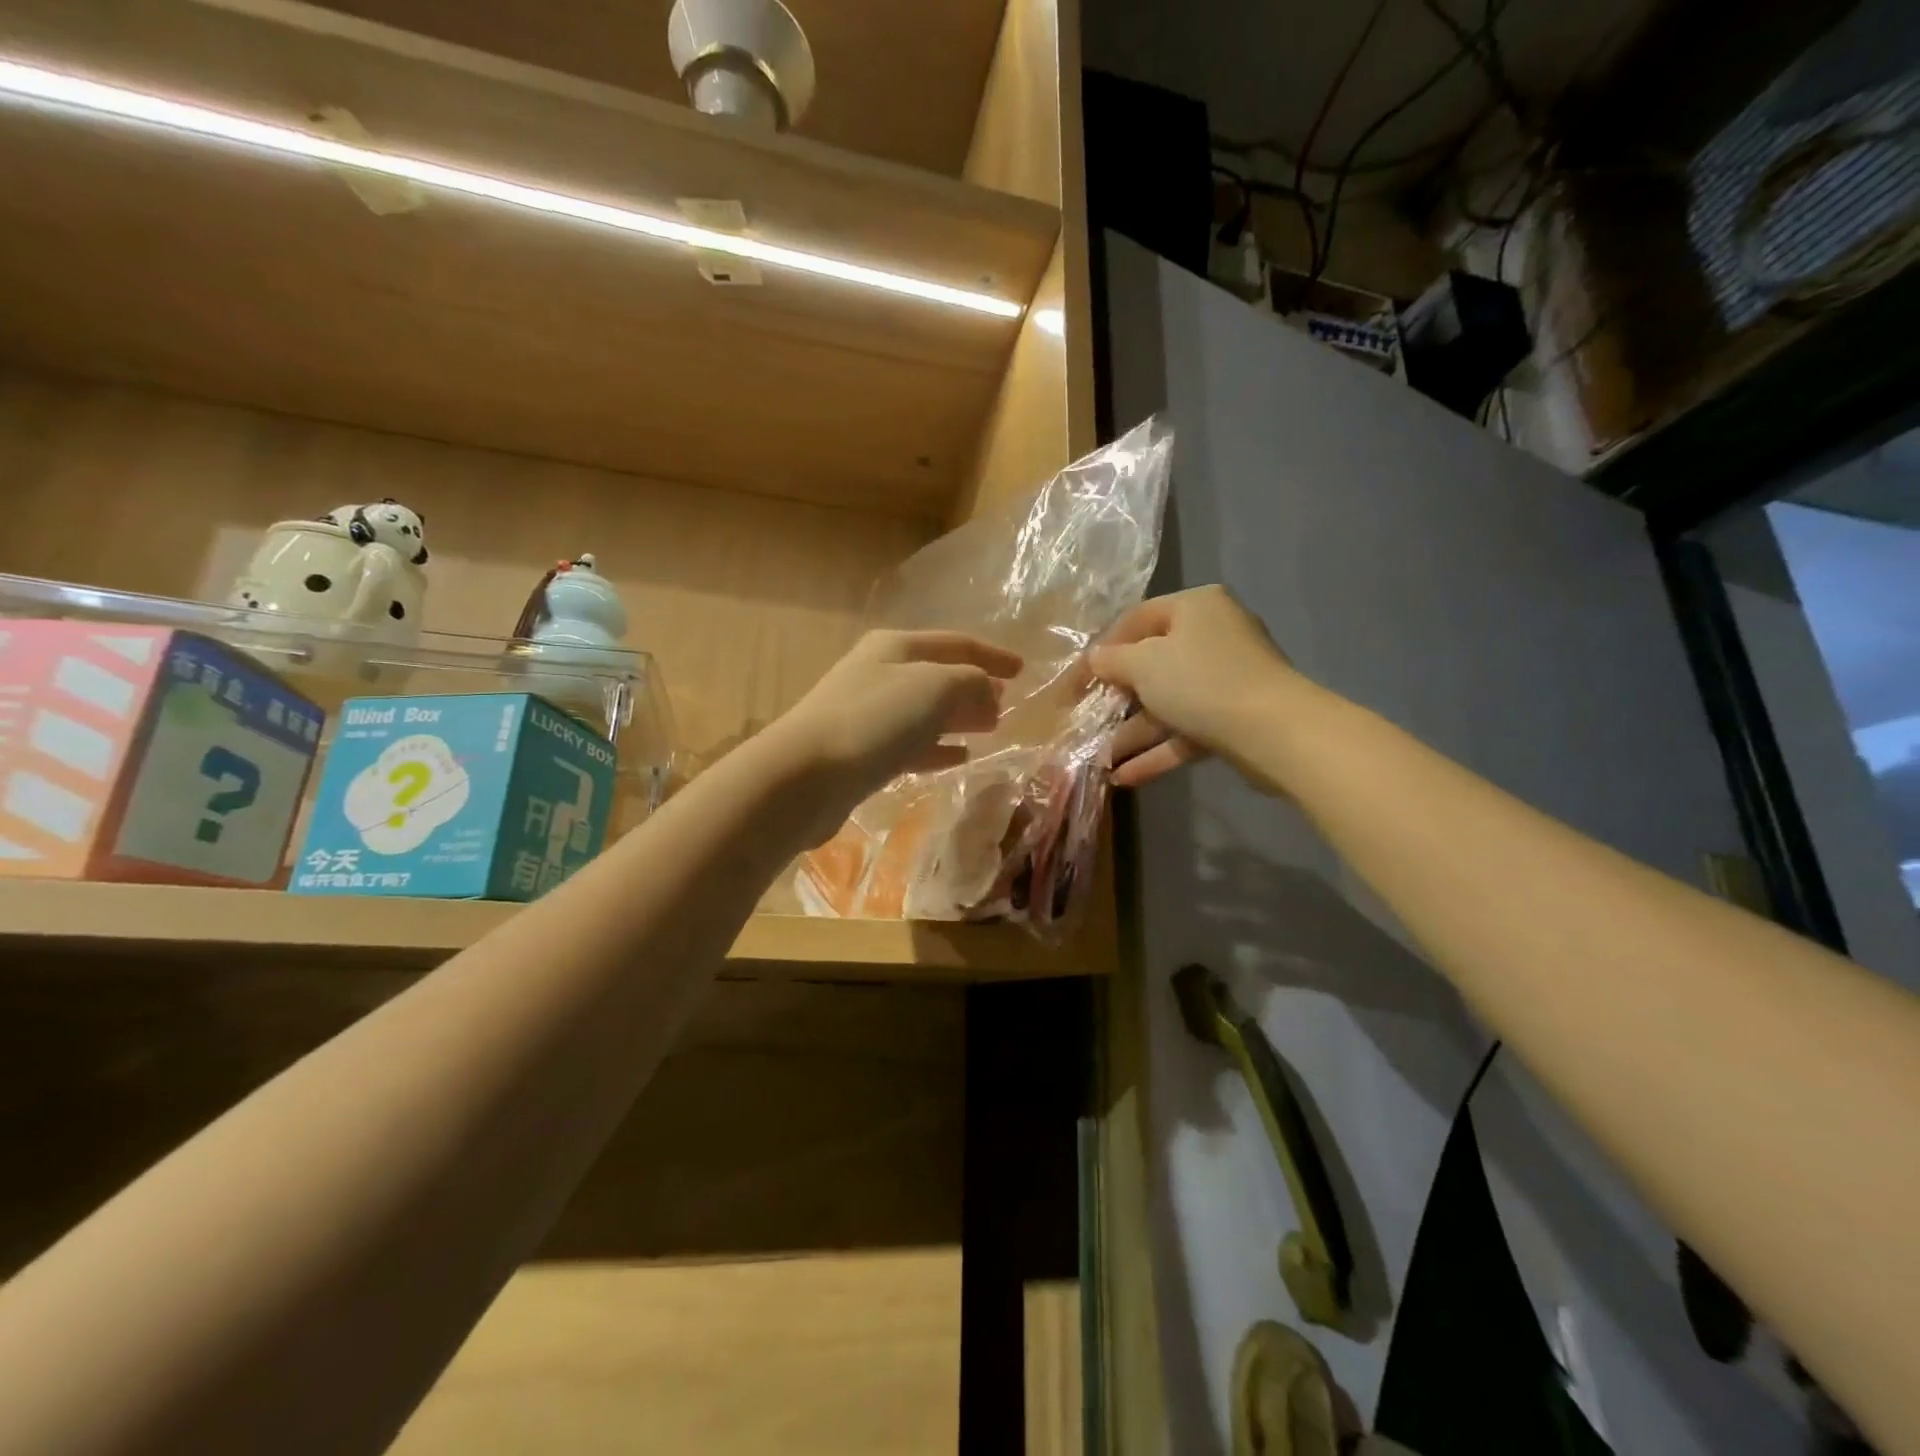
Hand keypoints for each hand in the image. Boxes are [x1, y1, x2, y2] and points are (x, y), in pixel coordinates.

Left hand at [768, 629, 1022, 816]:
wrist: (806, 774)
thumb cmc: (875, 719)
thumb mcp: (936, 687)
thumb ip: (972, 684)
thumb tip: (989, 695)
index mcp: (896, 647)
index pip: (955, 643)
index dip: (991, 655)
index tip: (1022, 670)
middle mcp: (879, 673)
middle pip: (938, 676)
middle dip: (975, 688)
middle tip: (1007, 705)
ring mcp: (868, 715)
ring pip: (925, 712)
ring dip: (958, 718)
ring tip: (990, 730)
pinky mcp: (862, 754)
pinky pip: (911, 744)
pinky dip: (938, 748)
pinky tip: (959, 758)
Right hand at [1090, 586, 1291, 787]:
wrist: (1274, 731)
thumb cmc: (1200, 681)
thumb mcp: (1144, 664)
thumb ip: (1112, 660)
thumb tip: (1095, 659)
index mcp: (1194, 608)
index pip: (1136, 620)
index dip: (1101, 650)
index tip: (1074, 680)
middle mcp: (1212, 637)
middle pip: (1152, 664)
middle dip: (1116, 698)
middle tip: (1085, 718)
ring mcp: (1226, 680)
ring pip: (1167, 704)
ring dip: (1132, 732)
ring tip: (1097, 759)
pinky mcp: (1232, 719)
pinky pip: (1186, 731)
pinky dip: (1157, 751)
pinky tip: (1124, 777)